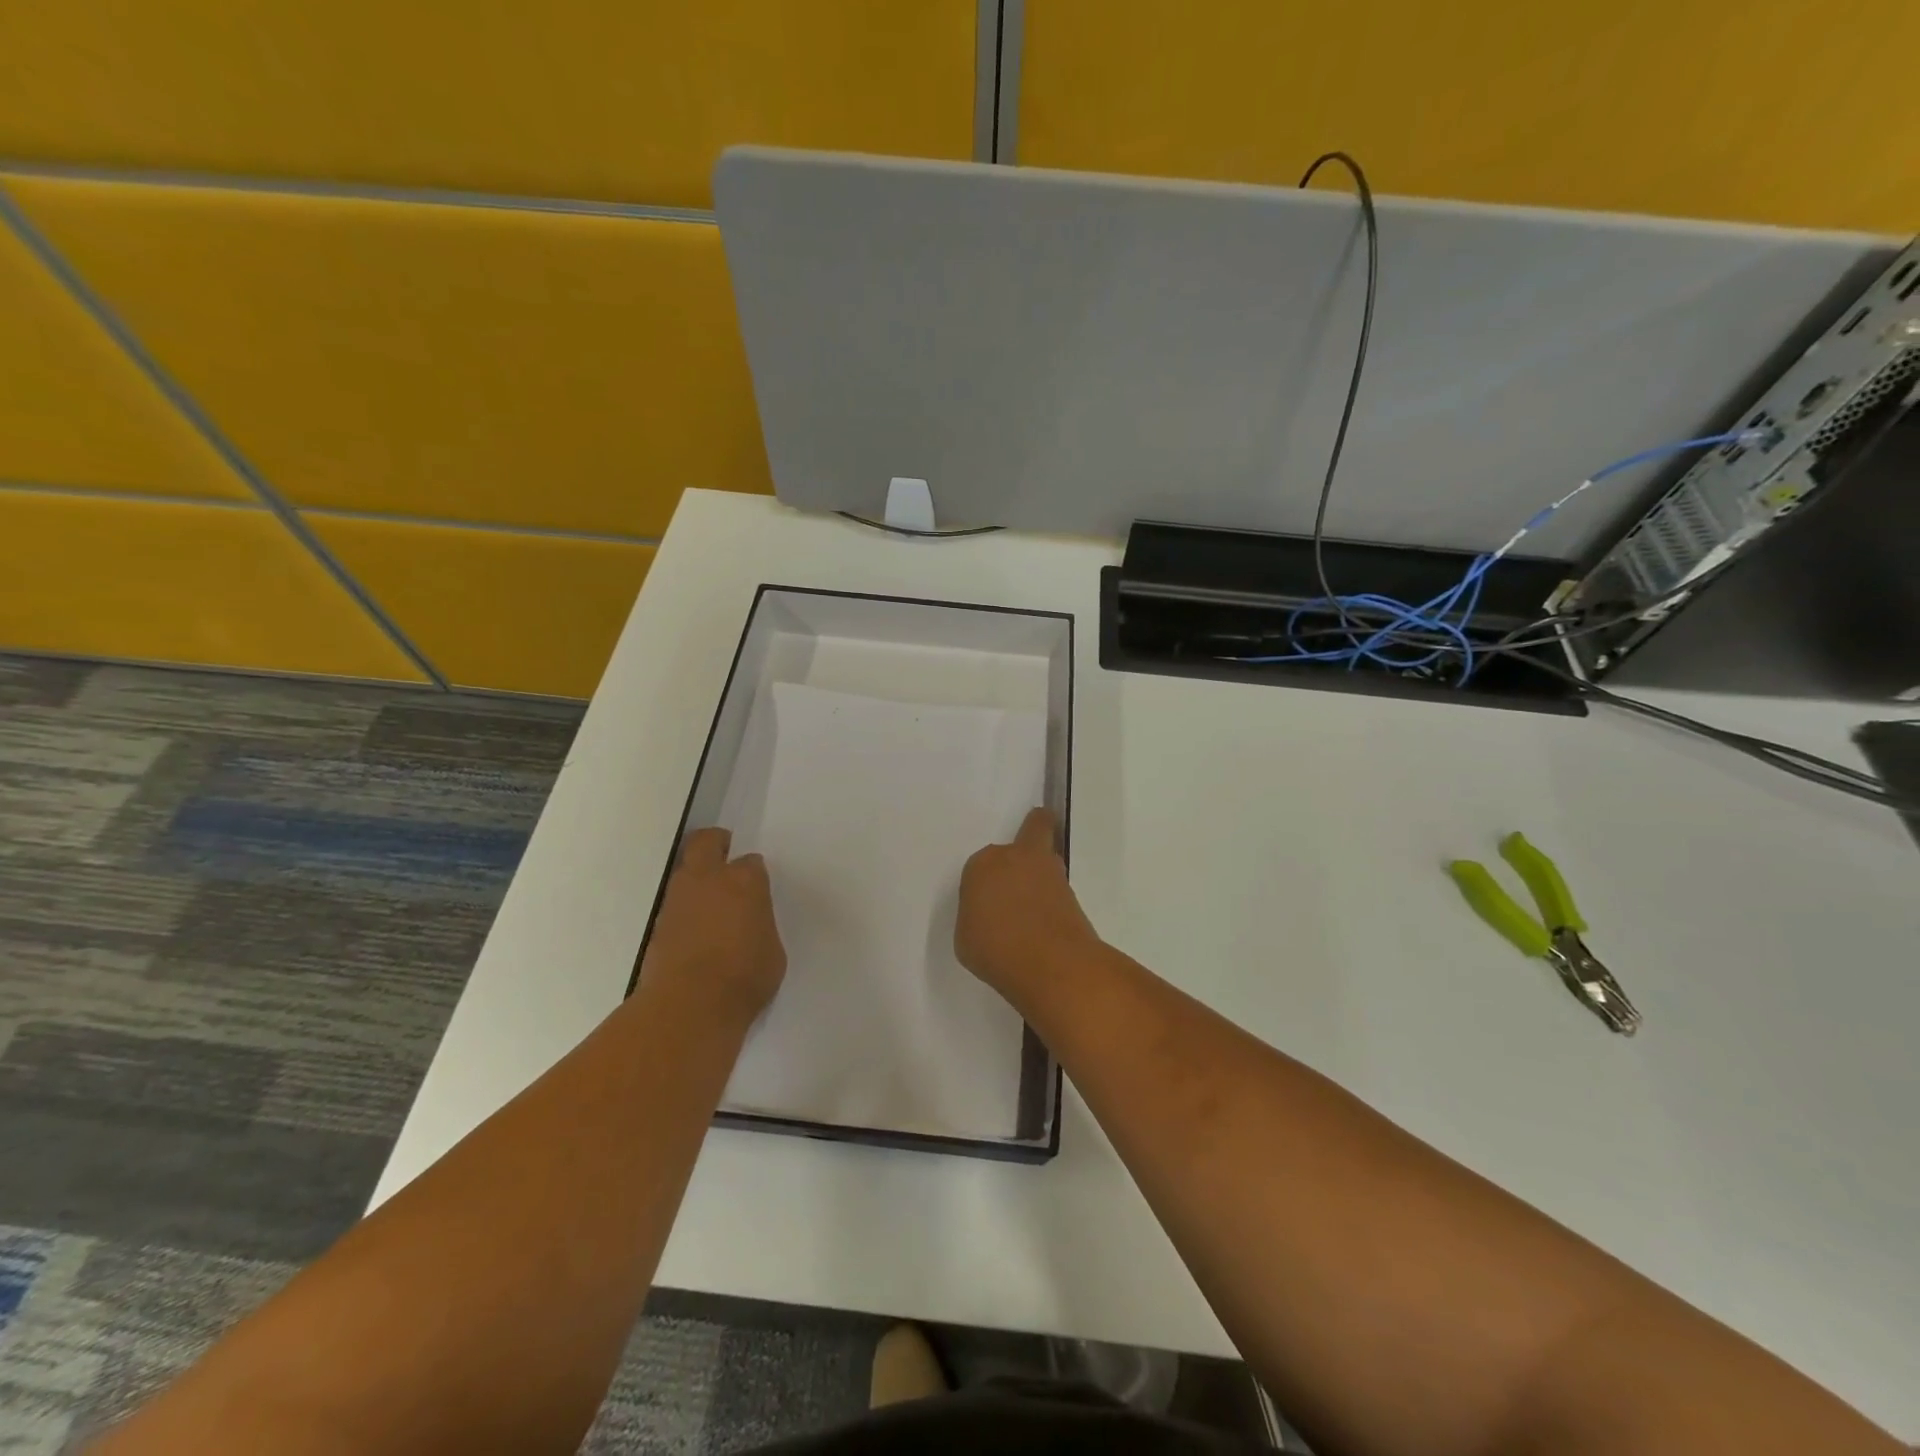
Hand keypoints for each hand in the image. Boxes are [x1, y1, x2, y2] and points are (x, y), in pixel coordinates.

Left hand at [639, 828, 786, 1027]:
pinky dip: (684, 910)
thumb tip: (750, 924)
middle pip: (706, 842)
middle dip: (716, 843)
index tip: (757, 887)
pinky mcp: (658, 924)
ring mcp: (678, 900)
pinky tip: (695, 933)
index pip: (751, 862)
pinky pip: (674, 905)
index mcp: (745, 881)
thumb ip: (760, 926)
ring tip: (710, 904)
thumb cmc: (745, 976)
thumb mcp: (772, 950)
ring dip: (696, 878)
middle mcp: (708, 879)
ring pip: (684, 871)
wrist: (690, 1005)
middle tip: (725, 856)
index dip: (753, 873)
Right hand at [956, 807, 1101, 1003]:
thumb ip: (976, 915)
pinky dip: (1053, 899)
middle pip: (1033, 829)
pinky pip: (1058, 888)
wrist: (1051, 963)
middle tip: (1021, 868)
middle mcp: (1017, 857)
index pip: (981, 864)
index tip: (984, 904)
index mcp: (983, 864)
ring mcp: (1050, 872)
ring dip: (1042, 872)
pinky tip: (1044, 923)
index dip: (984, 883)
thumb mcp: (966, 938)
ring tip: (1033, 906)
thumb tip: (992, 915)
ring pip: (1048, 857)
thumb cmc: (996, 950)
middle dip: (1032, 835)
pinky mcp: (1073, 892)